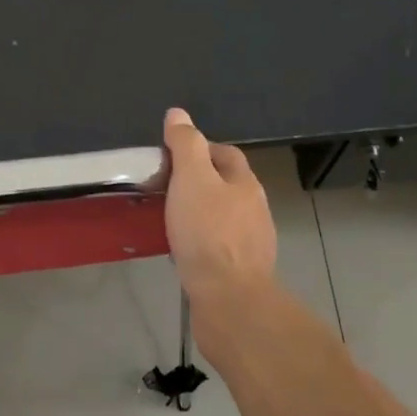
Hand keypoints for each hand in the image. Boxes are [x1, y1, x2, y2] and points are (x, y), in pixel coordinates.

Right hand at [162, 107, 276, 304]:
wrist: (229, 300)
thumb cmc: (208, 234)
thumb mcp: (191, 179)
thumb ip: (185, 145)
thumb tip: (178, 114)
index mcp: (245, 184)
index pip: (225, 153)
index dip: (198, 149)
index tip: (168, 158)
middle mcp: (254, 210)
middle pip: (224, 186)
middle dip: (196, 183)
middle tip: (161, 189)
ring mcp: (250, 244)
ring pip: (220, 218)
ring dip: (197, 215)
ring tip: (166, 220)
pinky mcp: (240, 272)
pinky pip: (216, 247)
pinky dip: (198, 243)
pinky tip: (179, 251)